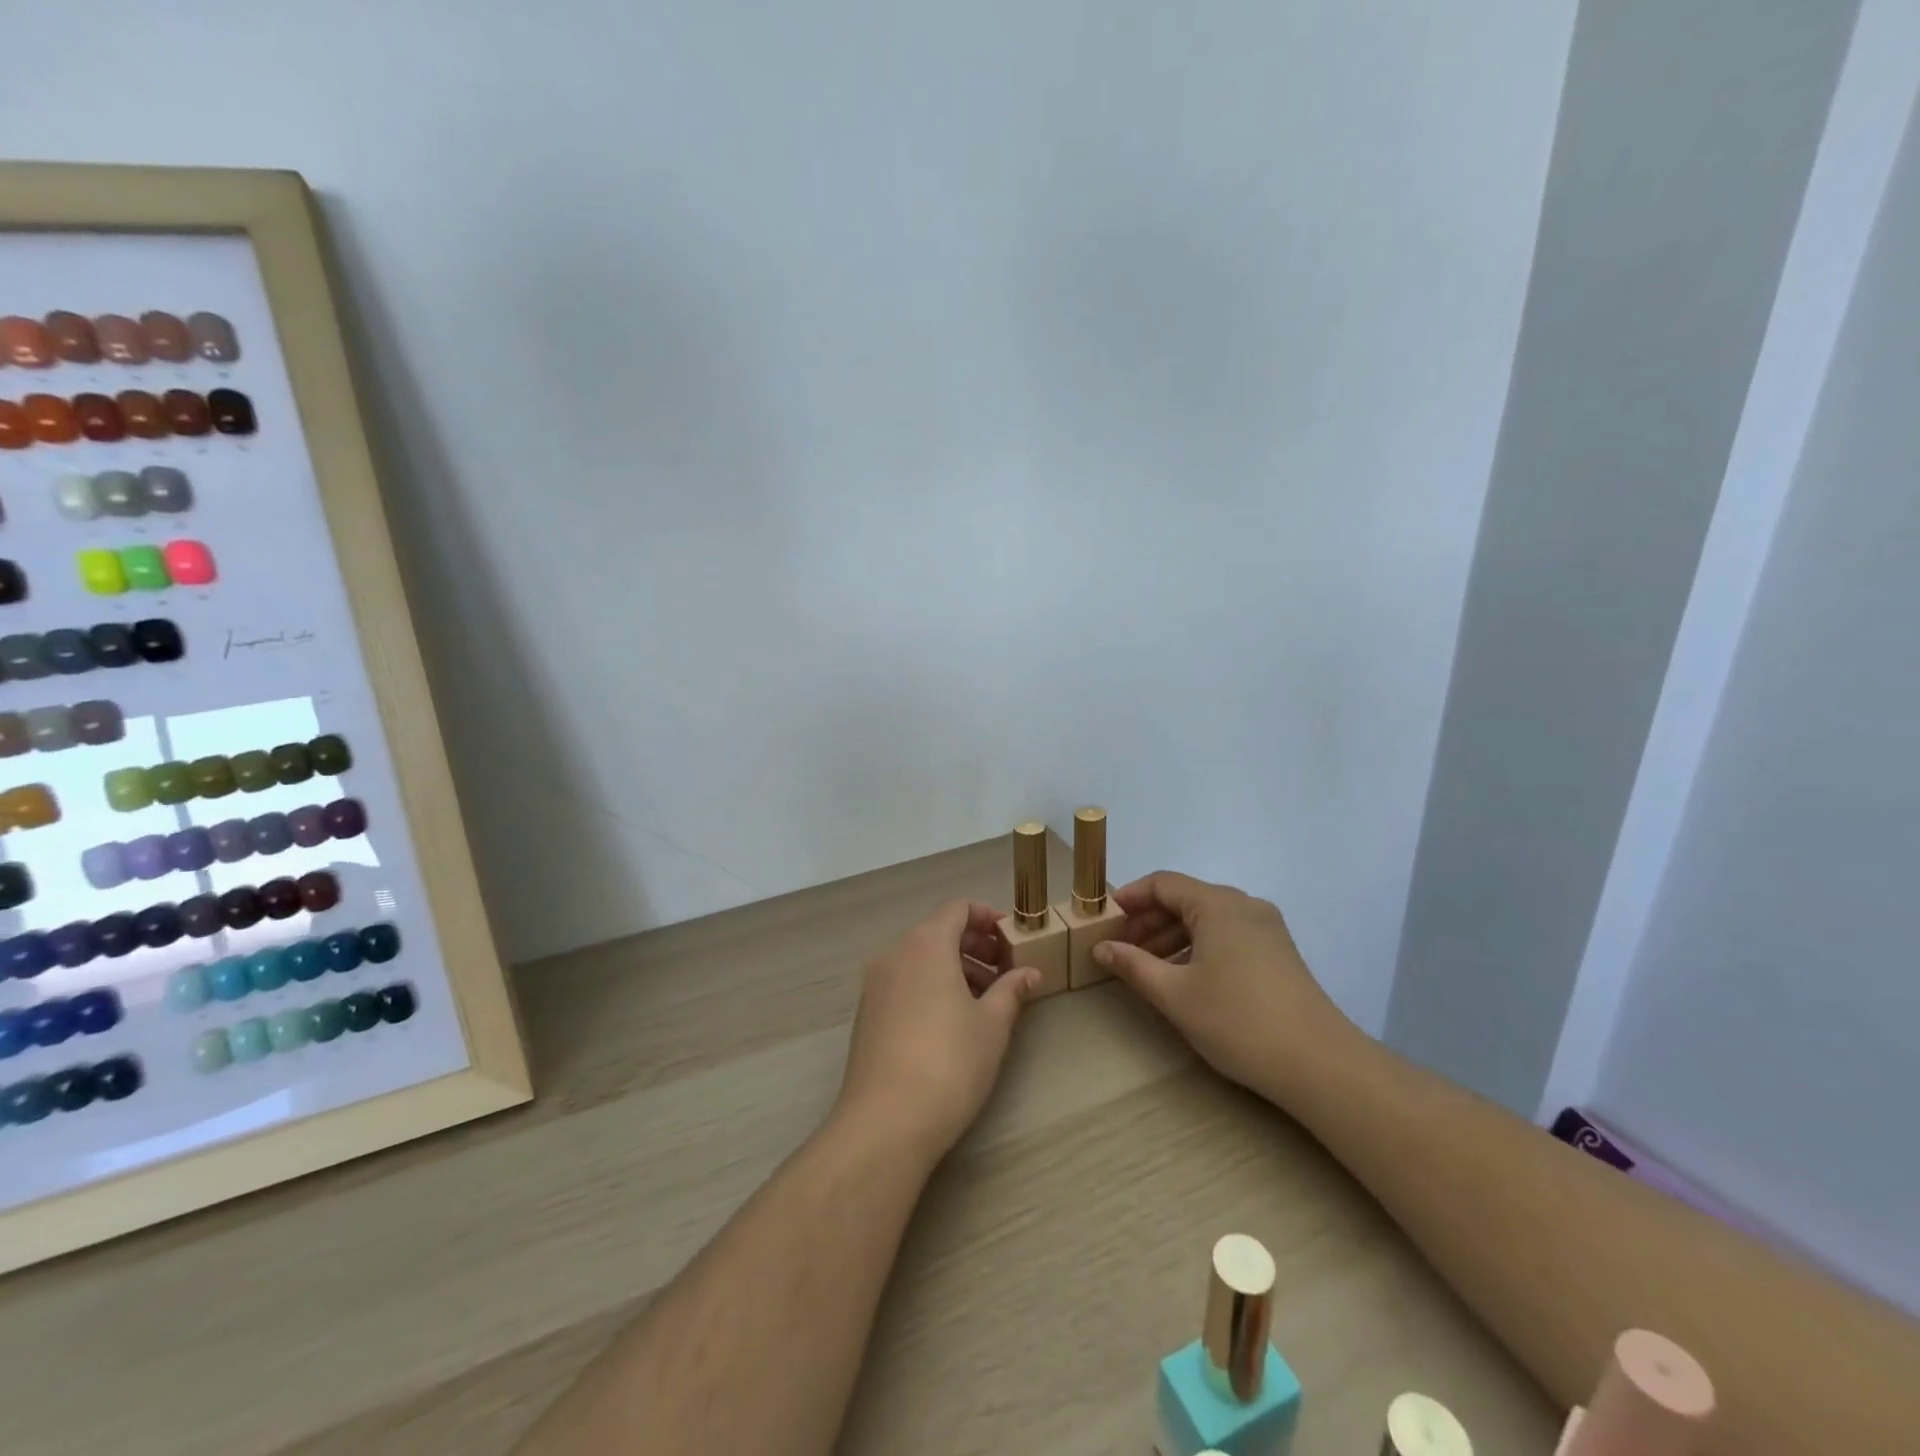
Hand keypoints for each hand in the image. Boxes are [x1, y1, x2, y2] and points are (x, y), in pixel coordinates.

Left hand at [834, 900, 1040, 1163]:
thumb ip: (1011, 990)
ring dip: (954, 968)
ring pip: (920, 959)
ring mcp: (875, 985)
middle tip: (1005, 971)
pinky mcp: (867, 1014)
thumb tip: (1029, 972)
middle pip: (937, 932)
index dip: (986, 917)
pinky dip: (930, 986)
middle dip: (974, 946)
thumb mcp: (992, 1025)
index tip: (1011, 938)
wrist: (885, 1122)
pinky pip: (904, 983)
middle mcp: (895, 954)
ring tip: (985, 1000)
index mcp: (926, 945)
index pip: (957, 908)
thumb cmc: (949, 1062)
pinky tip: (952, 1022)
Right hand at [1093, 871, 1353, 1097]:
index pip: (1163, 883)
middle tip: (1121, 949)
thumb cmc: (1238, 1021)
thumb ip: (1133, 965)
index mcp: (1219, 905)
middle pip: (1185, 899)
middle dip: (1149, 921)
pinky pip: (1227, 935)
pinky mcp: (1277, 952)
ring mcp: (1266, 928)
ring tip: (1146, 968)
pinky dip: (1198, 947)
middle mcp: (1244, 905)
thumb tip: (1101, 948)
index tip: (1104, 919)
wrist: (1318, 1063)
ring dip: (1171, 937)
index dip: (1130, 897)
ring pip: (1206, 919)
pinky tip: (1183, 978)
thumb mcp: (1174, 994)